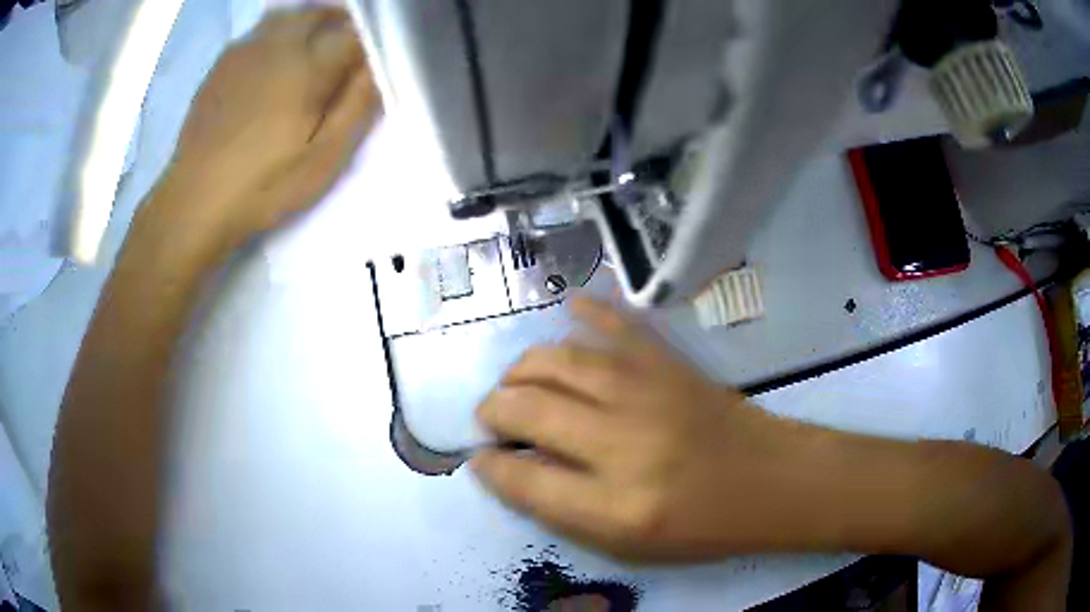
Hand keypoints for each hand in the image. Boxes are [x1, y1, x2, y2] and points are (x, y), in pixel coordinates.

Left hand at [154, 8, 380, 253]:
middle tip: (348, 41)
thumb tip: (377, 68)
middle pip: (317, 13)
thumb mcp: (323, 159)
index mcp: (307, 67)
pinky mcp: (221, 66)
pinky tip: (273, 58)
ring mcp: (244, 52)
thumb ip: (356, 107)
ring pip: (285, 16)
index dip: (368, 43)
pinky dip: (275, 33)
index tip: (370, 62)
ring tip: (314, 41)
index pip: (353, 35)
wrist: (195, 201)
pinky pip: (257, 33)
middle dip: (340, 20)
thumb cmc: (263, 185)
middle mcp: (276, 46)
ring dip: (307, 21)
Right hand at [473, 297, 804, 562]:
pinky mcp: (669, 363)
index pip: (522, 479)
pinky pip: (615, 323)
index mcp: (615, 506)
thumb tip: (514, 466)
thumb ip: (564, 509)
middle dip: (493, 410)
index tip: (480, 458)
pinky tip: (570, 312)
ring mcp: (648, 393)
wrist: (768, 480)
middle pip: (528, 409)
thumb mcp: (627, 544)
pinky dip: (586, 313)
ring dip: (522, 369)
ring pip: (557, 360)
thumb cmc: (700, 525)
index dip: (489, 466)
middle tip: (494, 418)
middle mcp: (625, 445)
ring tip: (518, 383)